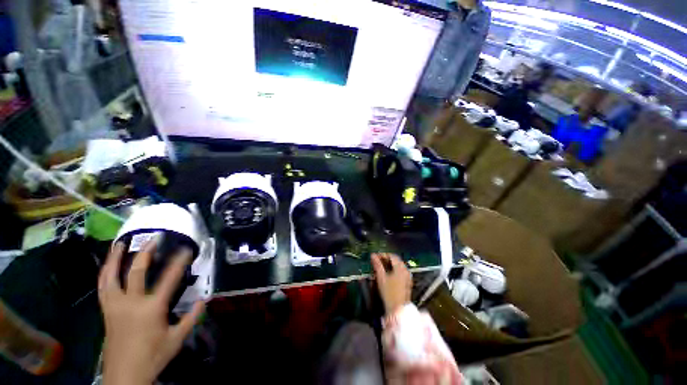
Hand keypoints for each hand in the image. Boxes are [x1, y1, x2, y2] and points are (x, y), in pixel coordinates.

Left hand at [98, 240, 203, 384]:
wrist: (125, 376)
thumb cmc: (153, 356)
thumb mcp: (177, 339)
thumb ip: (191, 318)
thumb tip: (204, 300)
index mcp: (151, 309)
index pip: (169, 279)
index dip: (179, 262)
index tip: (185, 249)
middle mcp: (131, 303)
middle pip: (136, 272)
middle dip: (146, 253)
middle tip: (154, 239)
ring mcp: (115, 306)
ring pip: (111, 277)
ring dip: (116, 259)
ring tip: (120, 244)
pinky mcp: (106, 311)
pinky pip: (102, 287)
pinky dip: (105, 273)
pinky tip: (107, 266)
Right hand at [371, 253, 411, 314]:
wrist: (398, 309)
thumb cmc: (389, 292)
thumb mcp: (381, 277)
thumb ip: (377, 265)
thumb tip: (372, 255)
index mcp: (400, 268)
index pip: (392, 256)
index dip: (383, 255)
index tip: (375, 257)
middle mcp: (405, 270)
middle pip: (396, 260)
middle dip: (386, 259)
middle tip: (377, 261)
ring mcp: (408, 277)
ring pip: (398, 266)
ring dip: (390, 265)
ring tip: (381, 267)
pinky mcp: (407, 283)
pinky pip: (401, 272)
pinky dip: (394, 270)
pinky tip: (388, 274)